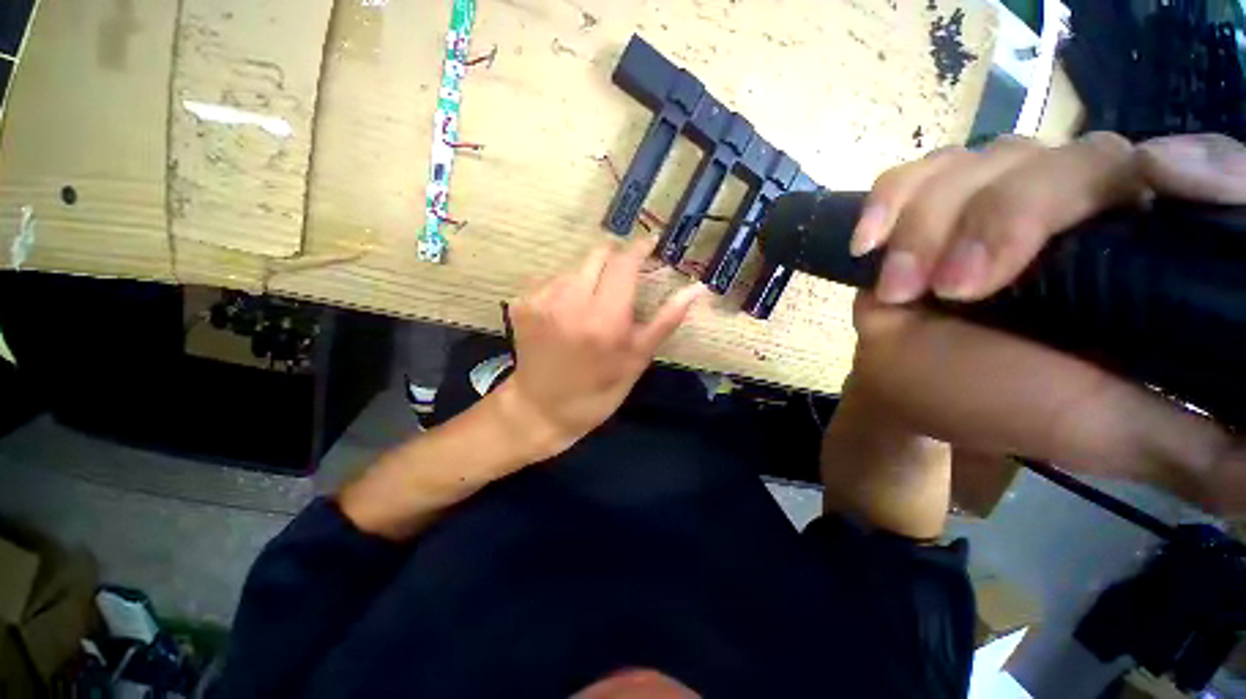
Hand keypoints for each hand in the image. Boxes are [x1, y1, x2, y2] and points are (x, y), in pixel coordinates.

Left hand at [497, 237, 704, 458]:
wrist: (542, 409)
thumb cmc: (599, 391)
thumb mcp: (637, 360)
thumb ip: (665, 320)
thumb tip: (697, 289)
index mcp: (605, 318)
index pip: (624, 262)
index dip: (639, 248)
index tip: (649, 245)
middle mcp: (571, 301)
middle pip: (598, 254)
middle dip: (616, 260)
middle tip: (623, 281)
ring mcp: (541, 300)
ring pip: (575, 266)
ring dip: (590, 276)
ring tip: (593, 304)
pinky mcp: (522, 303)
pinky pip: (552, 280)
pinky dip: (566, 289)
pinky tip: (568, 313)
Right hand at [842, 132, 1245, 515]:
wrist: (905, 384)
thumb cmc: (1001, 404)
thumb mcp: (1110, 434)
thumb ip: (1200, 450)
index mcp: (1146, 251)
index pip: (1200, 173)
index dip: (1195, 164)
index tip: (1156, 180)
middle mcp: (1083, 203)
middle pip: (1072, 160)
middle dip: (1006, 220)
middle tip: (958, 290)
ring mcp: (995, 194)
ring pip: (981, 164)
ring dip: (928, 227)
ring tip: (902, 290)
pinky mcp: (927, 203)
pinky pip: (909, 176)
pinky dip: (886, 204)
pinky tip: (868, 244)